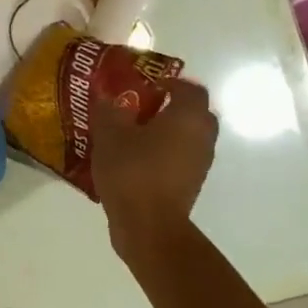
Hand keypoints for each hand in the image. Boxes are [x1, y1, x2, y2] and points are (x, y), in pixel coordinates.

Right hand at [92, 77, 218, 264]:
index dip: (168, 82)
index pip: (189, 87)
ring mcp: (200, 163)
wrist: (148, 225)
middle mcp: (202, 136)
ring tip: (132, 137)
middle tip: (139, 109)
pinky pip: (179, 159)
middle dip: (169, 107)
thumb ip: (108, 110)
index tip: (144, 86)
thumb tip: (105, 96)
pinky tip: (135, 162)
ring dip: (166, 133)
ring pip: (186, 137)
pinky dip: (163, 154)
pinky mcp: (191, 185)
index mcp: (188, 116)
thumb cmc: (132, 171)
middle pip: (193, 112)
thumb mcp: (109, 135)